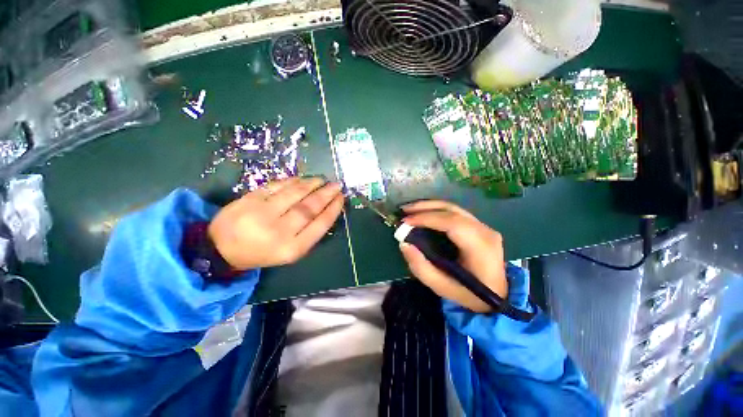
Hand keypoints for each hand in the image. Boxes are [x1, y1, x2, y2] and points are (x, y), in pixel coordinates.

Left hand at [208, 177, 343, 269]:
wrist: (221, 248)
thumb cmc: (263, 252)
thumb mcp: (290, 251)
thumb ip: (309, 233)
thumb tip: (326, 209)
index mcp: (292, 248)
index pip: (320, 224)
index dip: (333, 209)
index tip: (341, 198)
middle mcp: (278, 231)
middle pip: (309, 208)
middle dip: (326, 194)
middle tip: (336, 185)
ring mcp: (262, 213)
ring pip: (295, 194)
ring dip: (312, 184)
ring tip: (322, 180)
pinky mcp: (250, 199)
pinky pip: (277, 186)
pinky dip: (293, 181)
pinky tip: (302, 179)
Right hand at [398, 200, 506, 312]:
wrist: (499, 296)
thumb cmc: (470, 295)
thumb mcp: (441, 287)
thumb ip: (421, 267)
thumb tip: (404, 244)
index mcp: (480, 247)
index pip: (452, 223)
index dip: (426, 218)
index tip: (405, 222)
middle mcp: (485, 231)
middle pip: (452, 210)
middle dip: (424, 207)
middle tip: (404, 210)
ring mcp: (484, 226)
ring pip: (453, 208)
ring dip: (429, 206)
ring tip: (410, 209)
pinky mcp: (479, 226)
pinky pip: (455, 213)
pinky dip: (436, 210)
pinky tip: (424, 213)